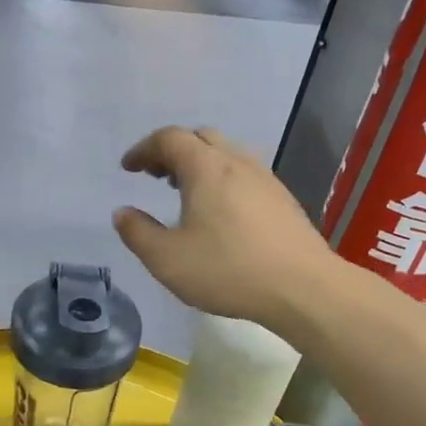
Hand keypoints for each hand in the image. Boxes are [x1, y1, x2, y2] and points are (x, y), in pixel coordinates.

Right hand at [113, 127, 333, 331]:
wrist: (303, 288)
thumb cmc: (228, 270)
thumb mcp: (167, 259)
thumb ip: (138, 233)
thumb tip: (122, 213)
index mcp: (205, 168)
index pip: (169, 138)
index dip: (143, 149)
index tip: (128, 168)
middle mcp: (236, 162)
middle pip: (199, 137)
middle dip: (171, 150)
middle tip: (154, 174)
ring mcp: (264, 178)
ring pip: (225, 153)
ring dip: (198, 163)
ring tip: (183, 191)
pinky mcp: (282, 198)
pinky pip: (243, 172)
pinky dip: (221, 177)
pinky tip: (219, 210)